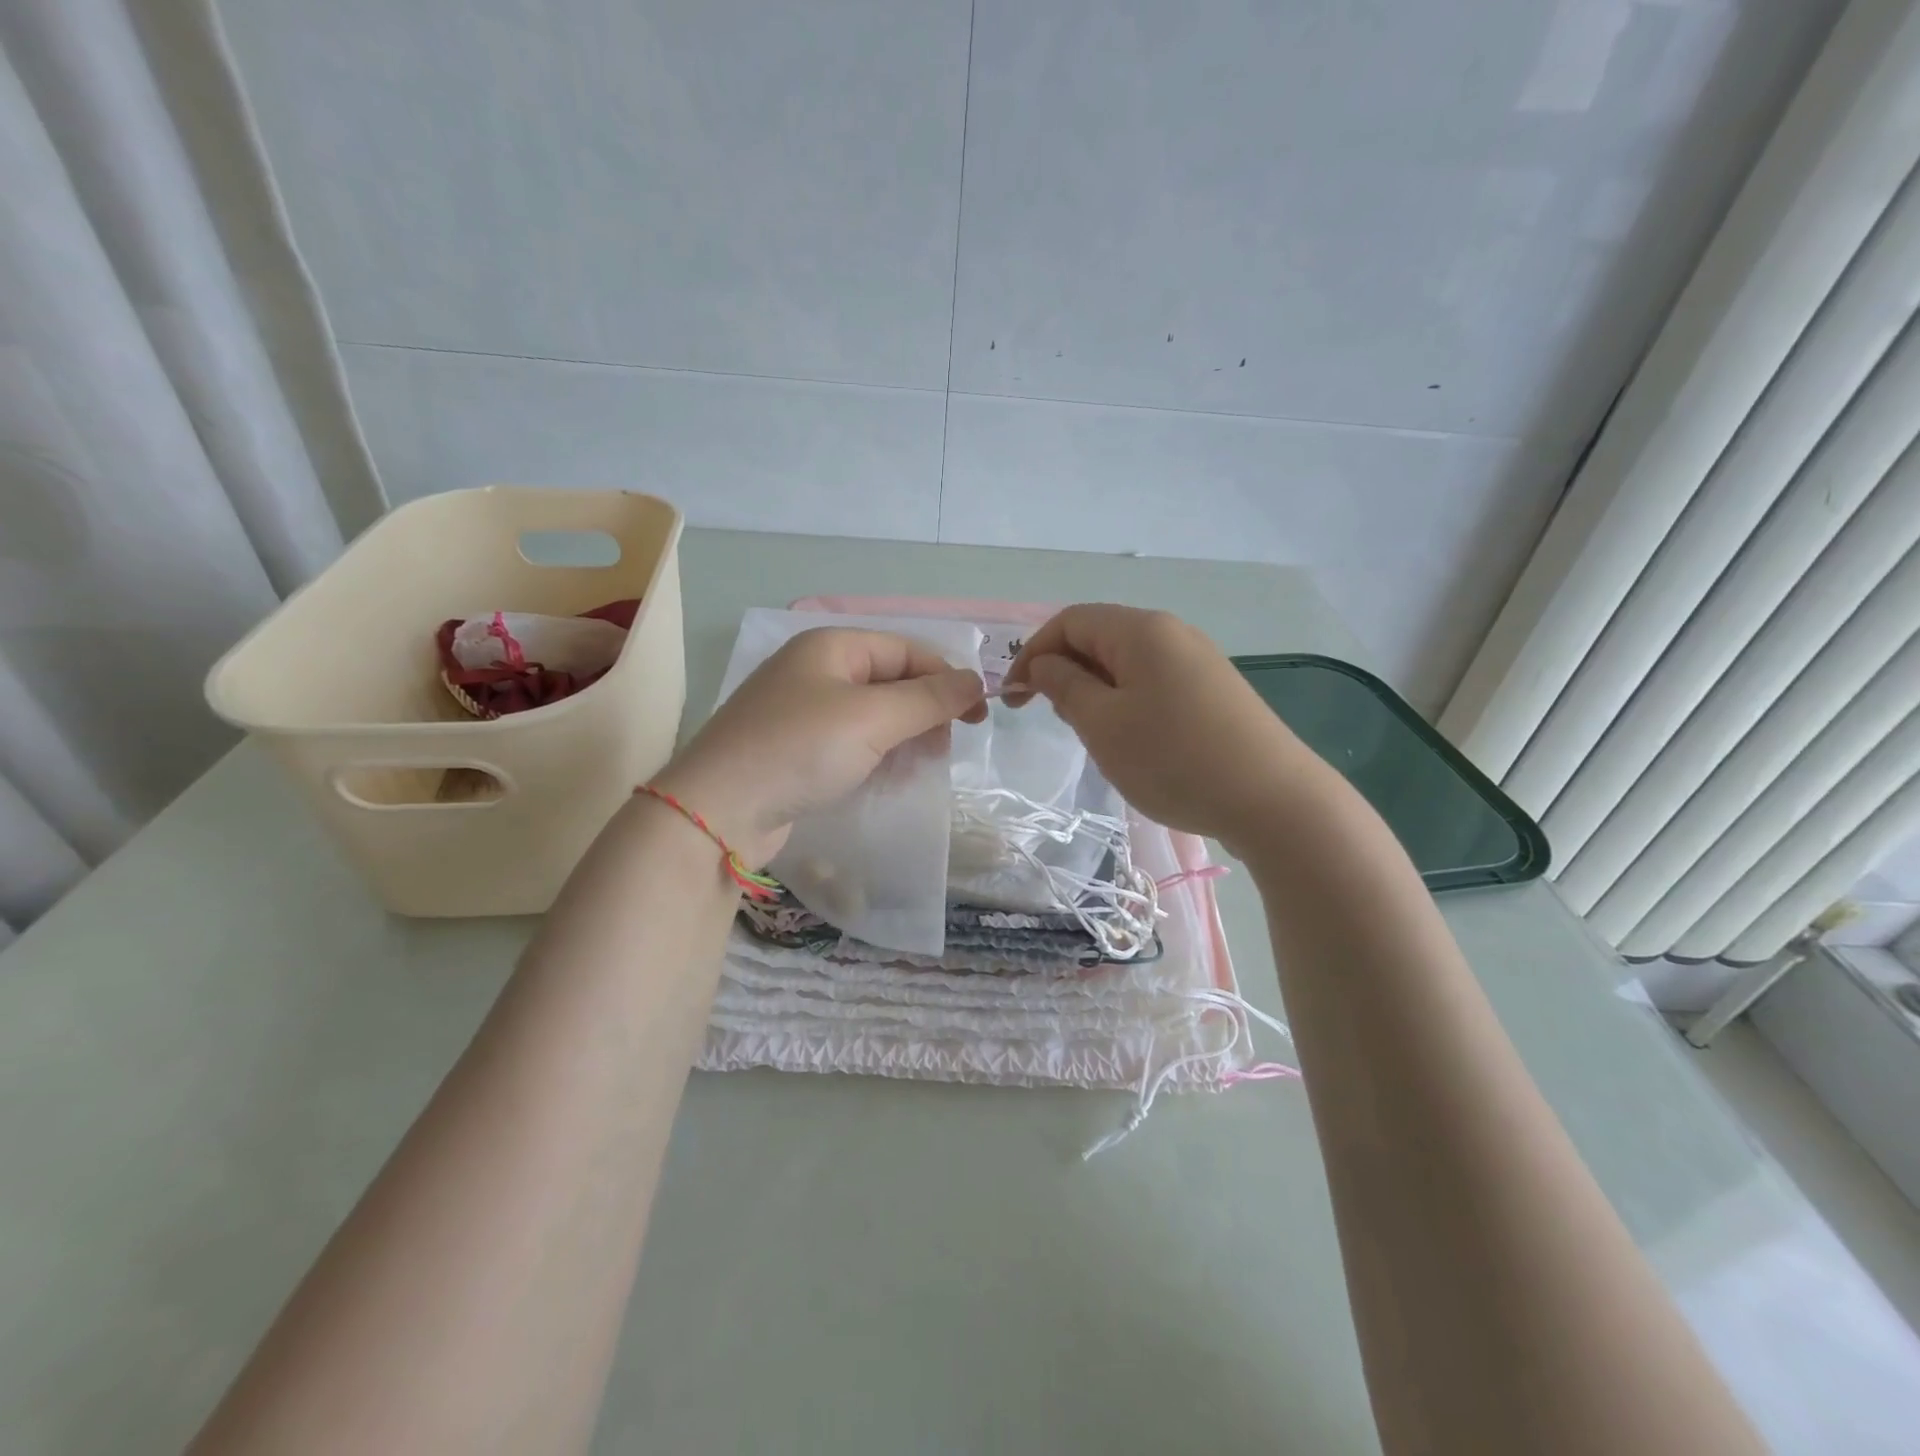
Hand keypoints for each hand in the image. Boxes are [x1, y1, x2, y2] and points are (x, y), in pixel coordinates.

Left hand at [652, 627, 985, 866]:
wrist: (717, 811)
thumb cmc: (800, 749)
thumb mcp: (873, 718)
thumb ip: (929, 698)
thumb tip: (976, 681)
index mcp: (831, 645)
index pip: (908, 651)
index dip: (948, 679)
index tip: (978, 718)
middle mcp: (815, 670)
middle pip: (891, 681)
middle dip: (924, 712)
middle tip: (945, 747)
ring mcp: (800, 710)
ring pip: (872, 715)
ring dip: (903, 737)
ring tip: (920, 766)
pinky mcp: (793, 749)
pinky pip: (849, 742)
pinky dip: (874, 756)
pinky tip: (885, 779)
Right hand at [1002, 604, 1315, 847]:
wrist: (1273, 800)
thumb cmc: (1173, 758)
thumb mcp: (1102, 724)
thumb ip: (1064, 686)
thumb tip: (1044, 664)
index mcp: (1141, 630)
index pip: (1070, 621)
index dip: (1032, 653)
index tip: (1012, 698)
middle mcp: (1172, 633)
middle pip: (1099, 637)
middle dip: (1064, 671)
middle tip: (1053, 719)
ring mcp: (1199, 661)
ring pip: (1127, 663)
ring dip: (1094, 690)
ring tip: (1091, 733)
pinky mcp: (1214, 690)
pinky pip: (1154, 682)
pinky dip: (1127, 701)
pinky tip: (1132, 740)